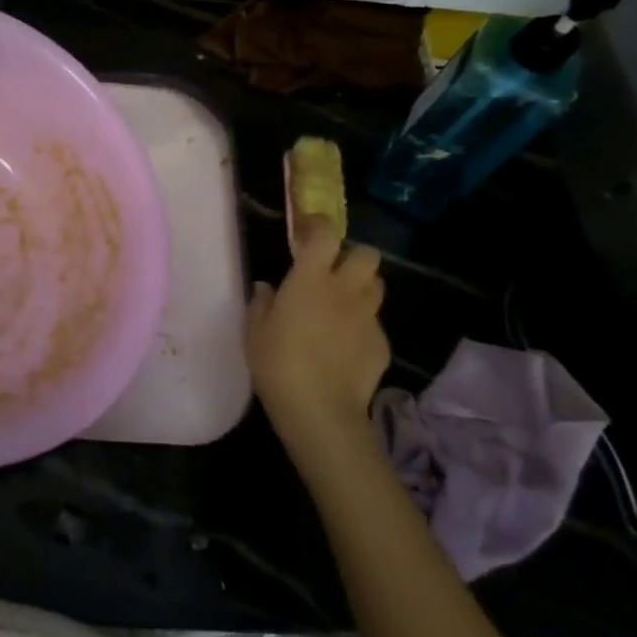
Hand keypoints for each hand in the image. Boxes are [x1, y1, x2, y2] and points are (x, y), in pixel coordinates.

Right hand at [245, 214, 389, 457]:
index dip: (318, 224)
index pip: (325, 234)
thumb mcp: (254, 332)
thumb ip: (261, 303)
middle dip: (352, 256)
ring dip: (361, 288)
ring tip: (342, 305)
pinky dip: (362, 326)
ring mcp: (368, 317)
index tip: (307, 228)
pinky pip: (374, 323)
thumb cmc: (278, 365)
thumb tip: (267, 288)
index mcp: (310, 280)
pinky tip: (345, 345)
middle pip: (367, 255)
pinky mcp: (382, 344)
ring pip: (376, 286)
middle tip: (332, 271)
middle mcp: (345, 290)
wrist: (320, 411)